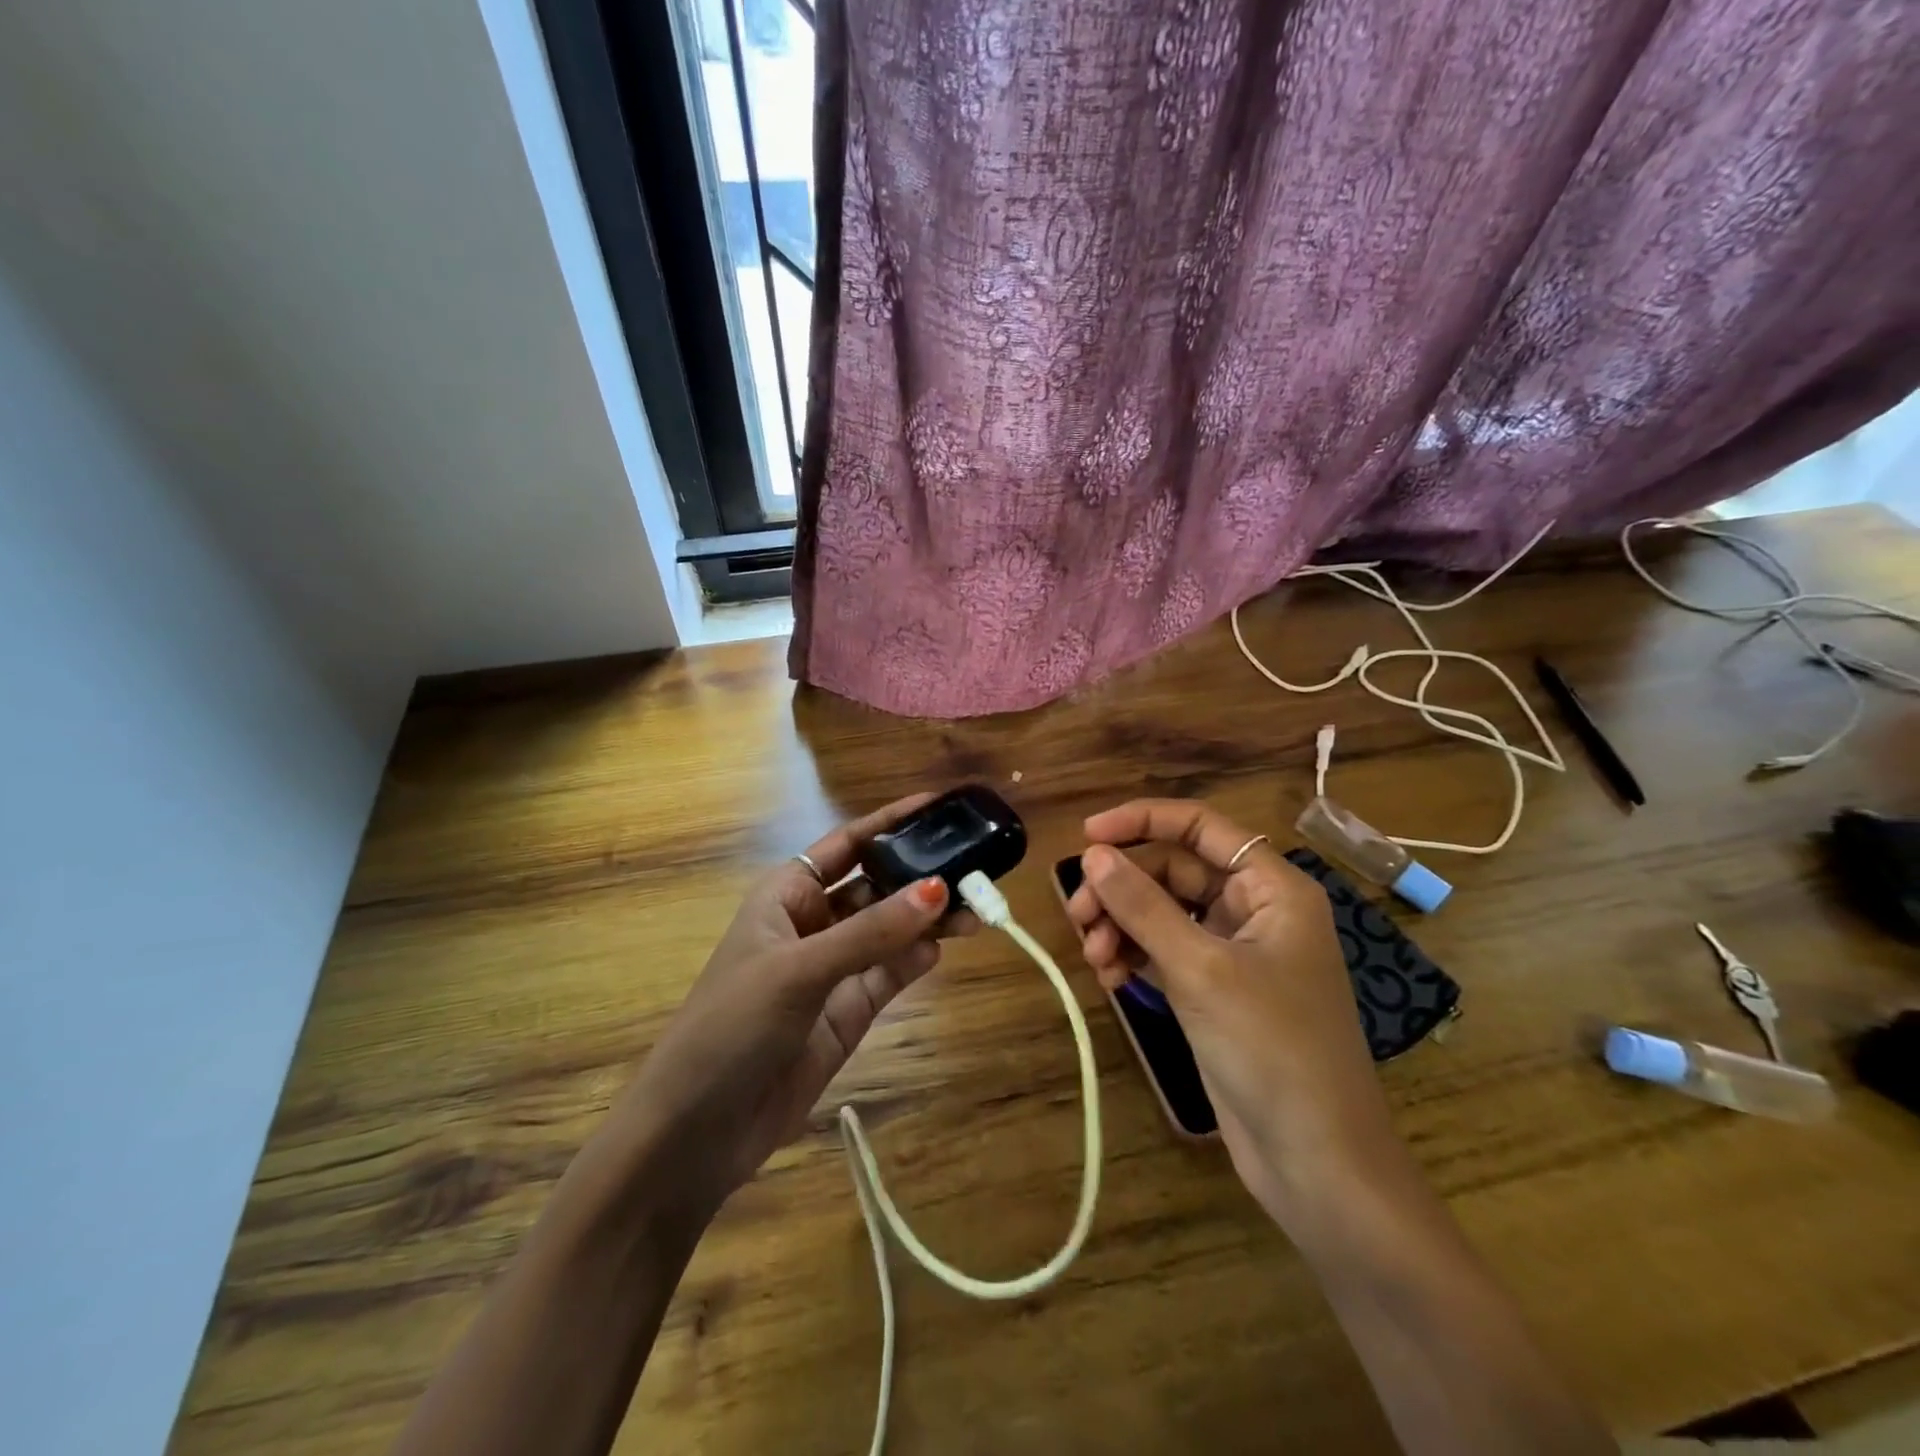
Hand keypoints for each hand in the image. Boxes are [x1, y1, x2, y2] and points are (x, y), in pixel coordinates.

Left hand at [618, 794, 976, 1213]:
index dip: (891, 822)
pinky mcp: (849, 1012)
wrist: (696, 1133)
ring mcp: (834, 968)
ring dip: (928, 920)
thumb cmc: (731, 1027)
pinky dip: (916, 960)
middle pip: (877, 885)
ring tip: (975, 912)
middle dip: (920, 875)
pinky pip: (891, 974)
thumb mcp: (798, 971)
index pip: (847, 843)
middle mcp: (814, 923)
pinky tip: (941, 949)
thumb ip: (871, 932)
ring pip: (891, 931)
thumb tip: (939, 889)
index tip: (940, 805)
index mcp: (787, 894)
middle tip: (975, 868)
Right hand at [1066, 800, 1396, 1225]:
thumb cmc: (1271, 1049)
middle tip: (1078, 917)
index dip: (1141, 821)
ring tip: (1094, 958)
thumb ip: (1143, 906)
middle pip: (1172, 871)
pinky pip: (1164, 953)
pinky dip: (1134, 957)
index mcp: (1271, 887)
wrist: (1318, 1162)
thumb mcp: (1200, 969)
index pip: (1199, 827)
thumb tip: (1092, 854)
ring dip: (1121, 926)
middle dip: (1122, 889)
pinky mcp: (1215, 991)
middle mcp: (1254, 910)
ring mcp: (1234, 952)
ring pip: (1162, 913)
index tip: (1086, 835)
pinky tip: (1110, 979)